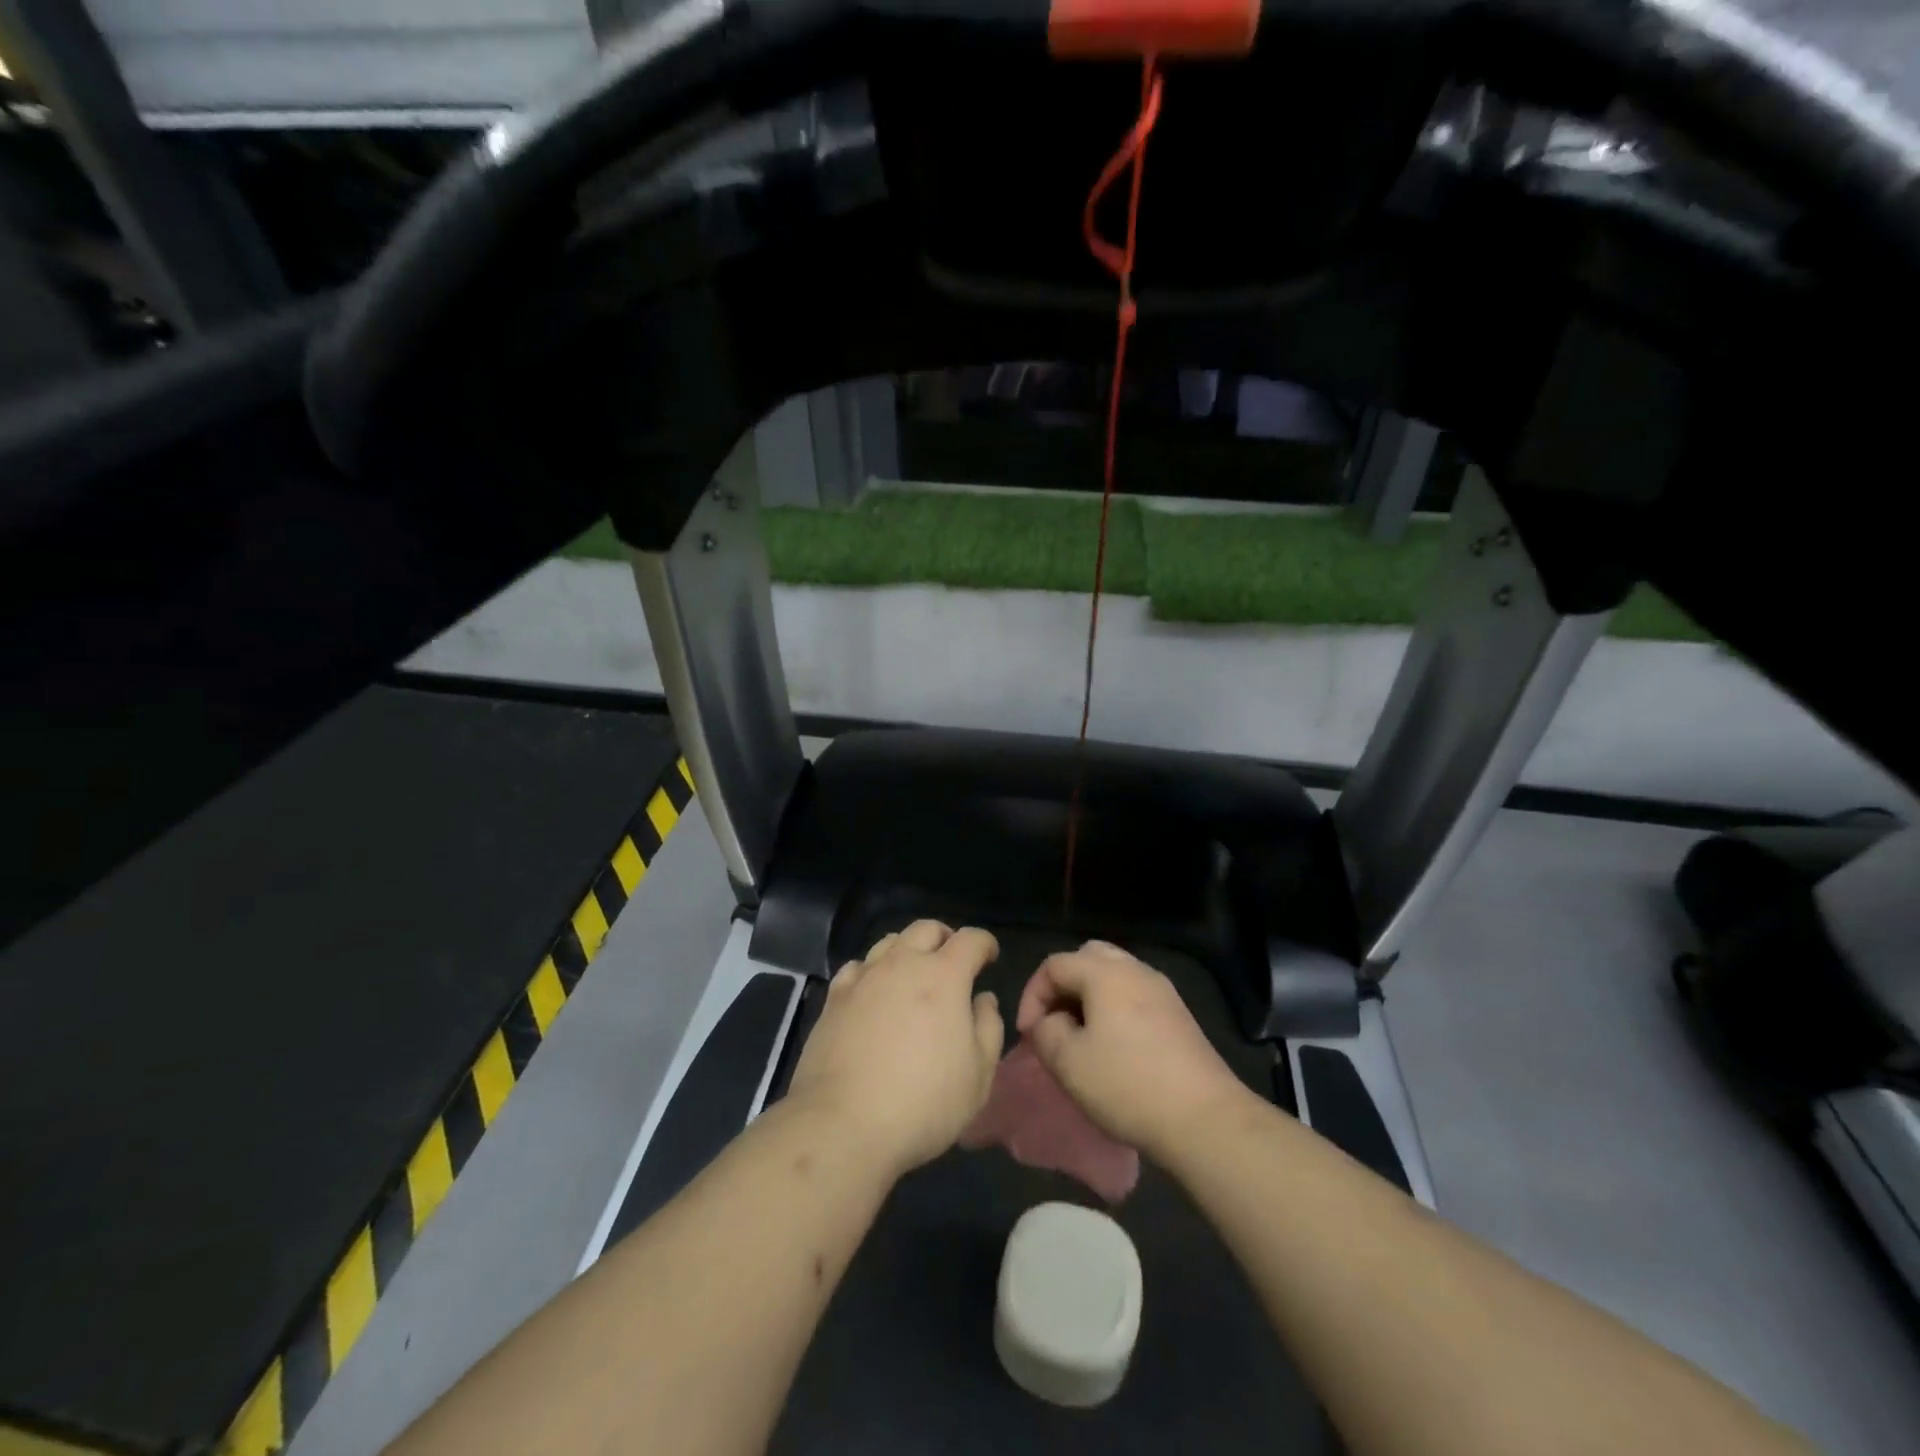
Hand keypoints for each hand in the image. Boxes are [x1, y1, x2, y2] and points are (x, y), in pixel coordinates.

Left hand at [787, 921, 1004, 1178]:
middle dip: (945, 938)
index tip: (990, 957)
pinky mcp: (834, 998)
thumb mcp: (978, 1075)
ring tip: (913, 975)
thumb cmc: (923, 1102)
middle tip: (952, 962)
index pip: (971, 939)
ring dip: (908, 950)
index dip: (985, 943)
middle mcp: (903, 964)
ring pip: (889, 942)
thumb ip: (988, 1028)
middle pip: (926, 929)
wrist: (843, 1123)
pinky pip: (857, 967)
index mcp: (944, 976)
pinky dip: (872, 971)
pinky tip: (873, 992)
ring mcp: (864, 978)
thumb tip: (983, 999)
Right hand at [1018, 941, 1251, 1161]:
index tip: (1027, 1034)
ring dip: (1089, 997)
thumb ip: (1045, 1031)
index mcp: (1105, 972)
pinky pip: (1135, 995)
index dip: (1032, 995)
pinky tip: (1113, 1046)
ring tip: (1079, 1035)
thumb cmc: (1127, 1085)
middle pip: (1087, 958)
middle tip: (1053, 1022)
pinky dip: (1114, 1008)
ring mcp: (1162, 990)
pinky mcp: (1179, 1015)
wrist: (1204, 1119)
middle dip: (1063, 986)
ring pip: (1114, 975)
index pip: (1054, 964)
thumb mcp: (1067, 1062)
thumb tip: (1050, 1021)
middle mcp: (1135, 969)